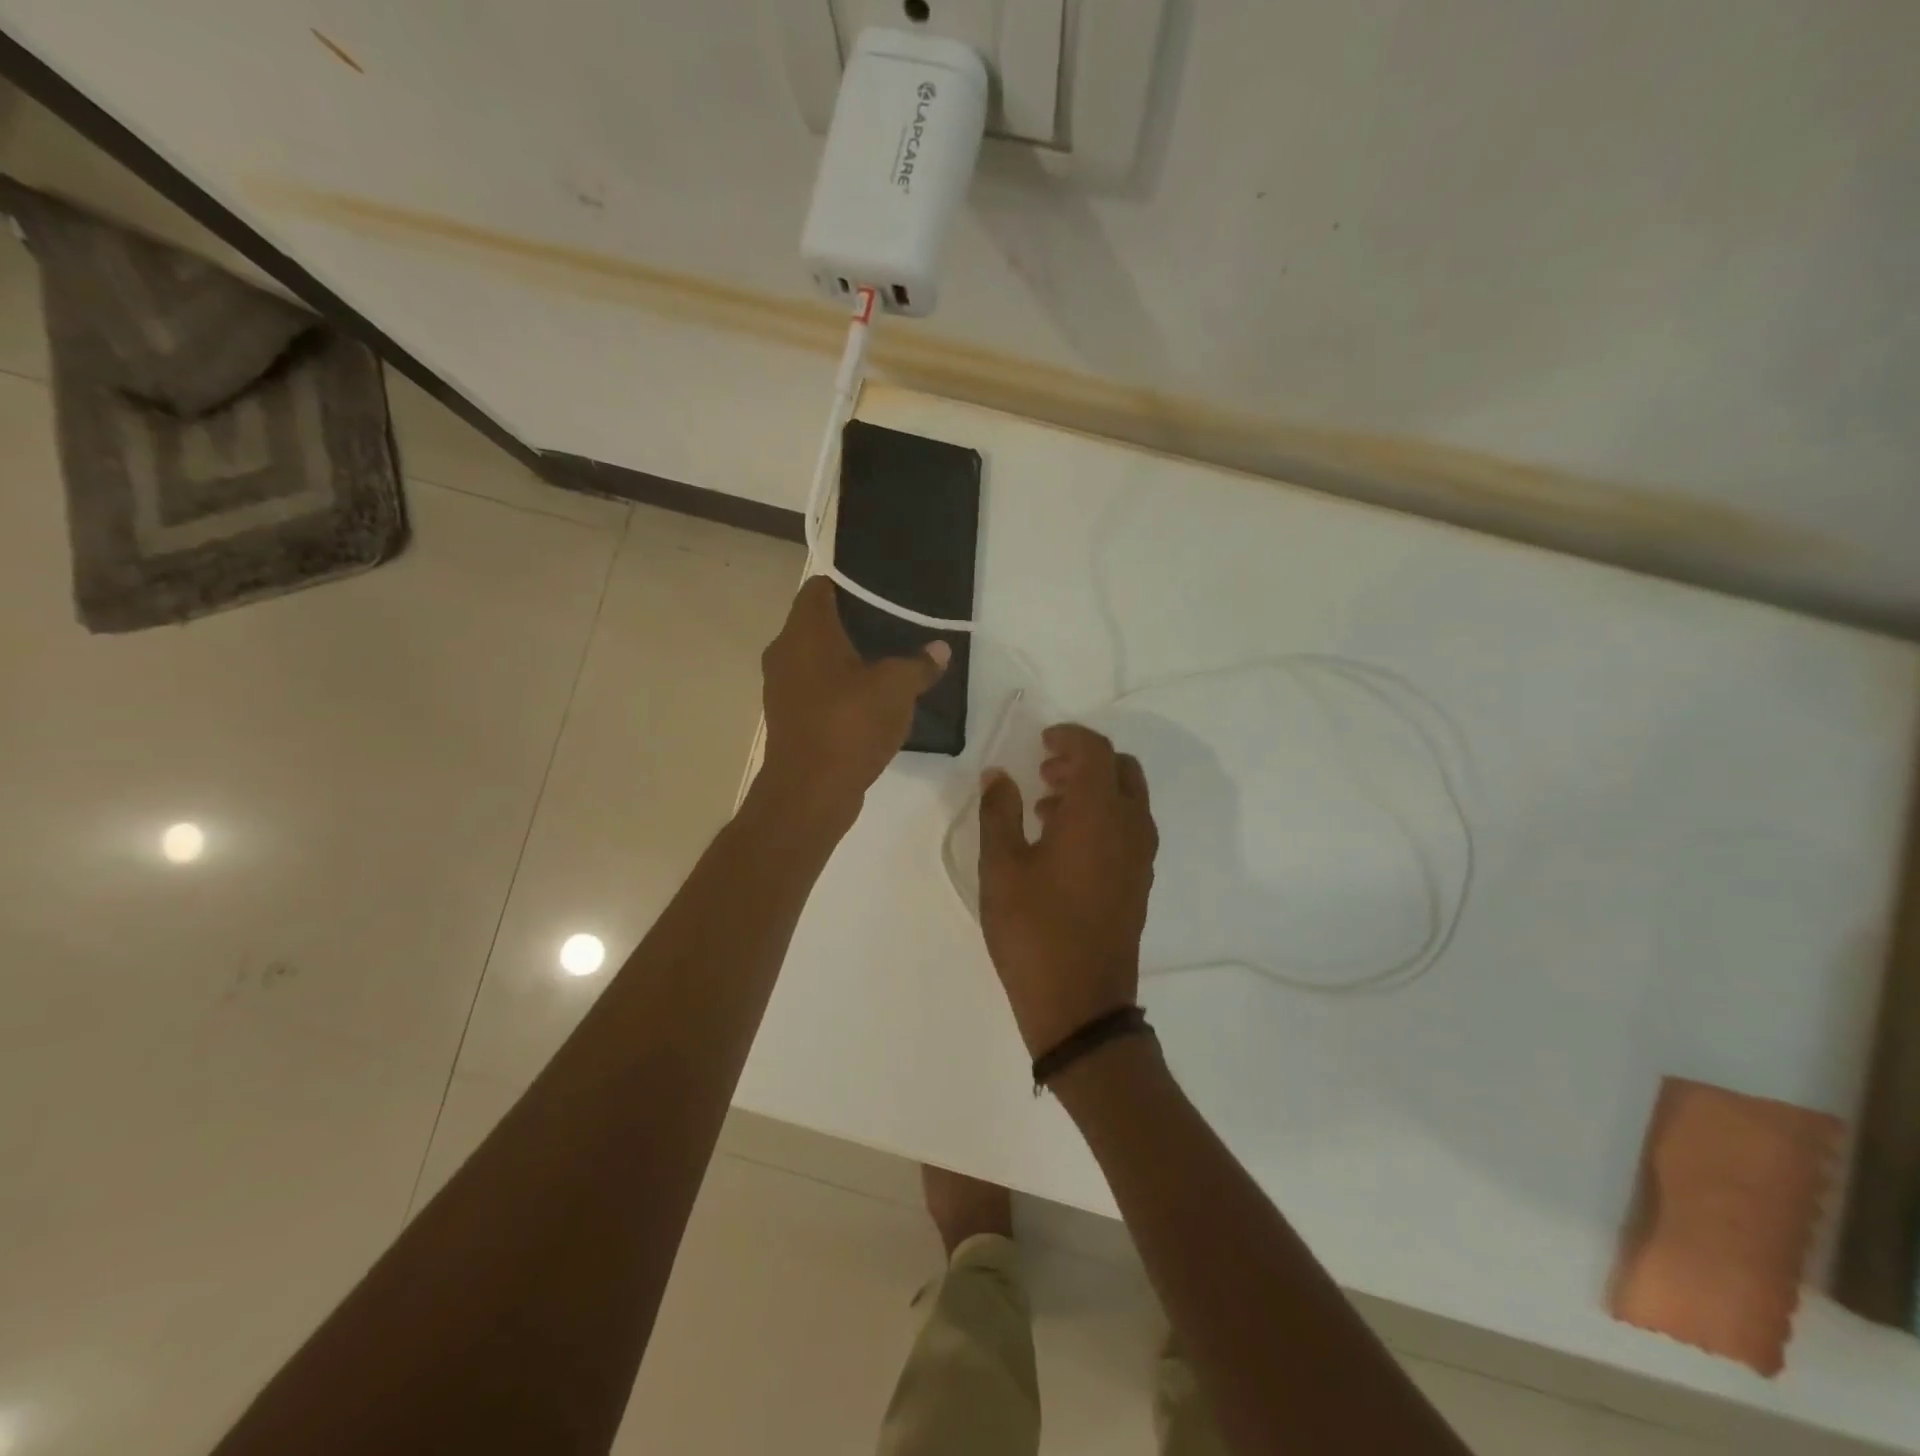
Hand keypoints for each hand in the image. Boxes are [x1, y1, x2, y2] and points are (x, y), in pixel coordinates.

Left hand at [759, 576, 948, 824]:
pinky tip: (870, 700)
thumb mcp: (896, 689)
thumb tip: (939, 649)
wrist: (809, 792)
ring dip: (847, 659)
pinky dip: (839, 688)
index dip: (850, 584)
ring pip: (817, 658)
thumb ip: (920, 664)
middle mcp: (785, 651)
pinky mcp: (788, 717)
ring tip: (888, 662)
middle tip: (895, 626)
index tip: (882, 593)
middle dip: (854, 623)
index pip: (820, 586)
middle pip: (818, 622)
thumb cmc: (849, 725)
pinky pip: (816, 689)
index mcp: (805, 631)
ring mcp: (782, 687)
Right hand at [977, 724, 1157, 1055]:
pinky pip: (1130, 828)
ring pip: (1129, 799)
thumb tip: (997, 774)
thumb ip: (998, 812)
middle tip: (1045, 771)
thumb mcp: (1001, 867)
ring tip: (1046, 807)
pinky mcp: (1140, 881)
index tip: (1040, 741)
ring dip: (1094, 788)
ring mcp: (1141, 856)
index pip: (1095, 750)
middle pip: (1121, 768)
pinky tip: (1064, 843)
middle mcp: (1130, 826)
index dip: (1068, 736)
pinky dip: (1104, 816)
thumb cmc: (1033, 930)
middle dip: (1084, 760)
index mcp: (1098, 813)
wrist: (1080, 1004)